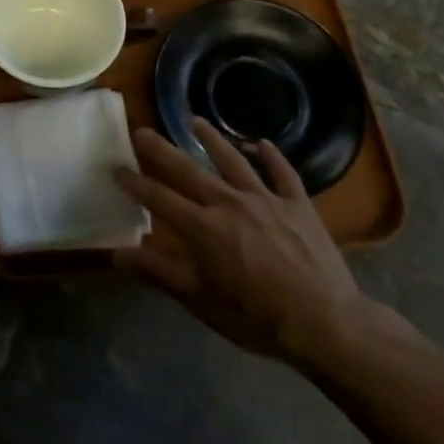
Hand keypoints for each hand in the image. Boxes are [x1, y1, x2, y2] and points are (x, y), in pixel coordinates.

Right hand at [114, 119, 369, 363]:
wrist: (327, 323)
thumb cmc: (257, 318)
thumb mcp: (200, 301)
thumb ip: (158, 272)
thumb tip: (116, 254)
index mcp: (203, 228)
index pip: (159, 198)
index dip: (136, 183)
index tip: (117, 168)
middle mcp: (229, 203)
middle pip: (188, 170)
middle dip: (161, 149)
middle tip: (142, 130)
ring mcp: (266, 200)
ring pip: (233, 160)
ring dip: (211, 138)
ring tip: (195, 120)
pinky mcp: (298, 205)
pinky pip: (283, 174)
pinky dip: (272, 157)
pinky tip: (263, 143)